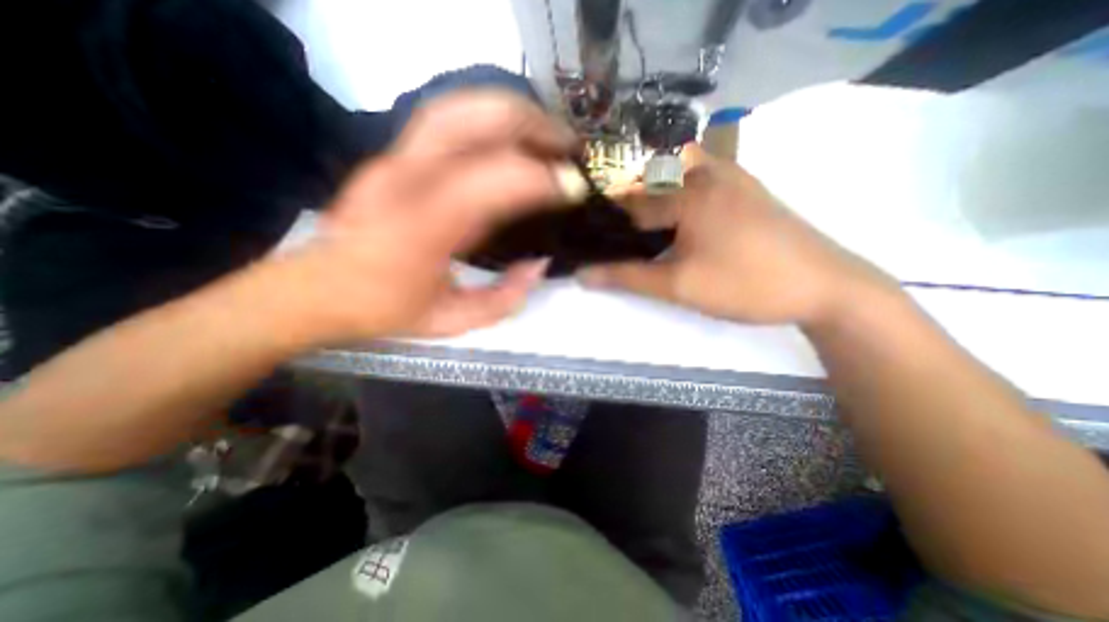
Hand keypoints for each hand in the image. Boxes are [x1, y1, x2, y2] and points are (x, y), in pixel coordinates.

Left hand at [281, 90, 583, 344]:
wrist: (317, 290)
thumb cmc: (386, 310)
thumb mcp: (455, 321)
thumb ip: (506, 297)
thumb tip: (540, 263)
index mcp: (424, 226)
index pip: (497, 181)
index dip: (544, 179)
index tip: (574, 189)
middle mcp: (407, 178)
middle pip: (477, 120)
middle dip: (533, 125)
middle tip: (568, 147)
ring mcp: (395, 158)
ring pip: (460, 107)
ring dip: (513, 112)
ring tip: (547, 133)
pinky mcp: (393, 155)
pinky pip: (447, 119)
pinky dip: (488, 118)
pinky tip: (511, 137)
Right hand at [581, 144, 889, 327]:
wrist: (825, 287)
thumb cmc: (746, 284)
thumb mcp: (679, 285)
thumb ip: (627, 277)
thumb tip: (583, 275)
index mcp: (688, 191)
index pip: (627, 204)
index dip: (603, 222)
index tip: (585, 237)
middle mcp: (706, 171)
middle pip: (647, 183)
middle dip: (623, 207)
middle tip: (608, 236)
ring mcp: (729, 175)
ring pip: (671, 177)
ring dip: (648, 198)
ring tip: (635, 230)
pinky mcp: (744, 187)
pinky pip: (696, 180)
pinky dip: (674, 194)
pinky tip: (671, 220)